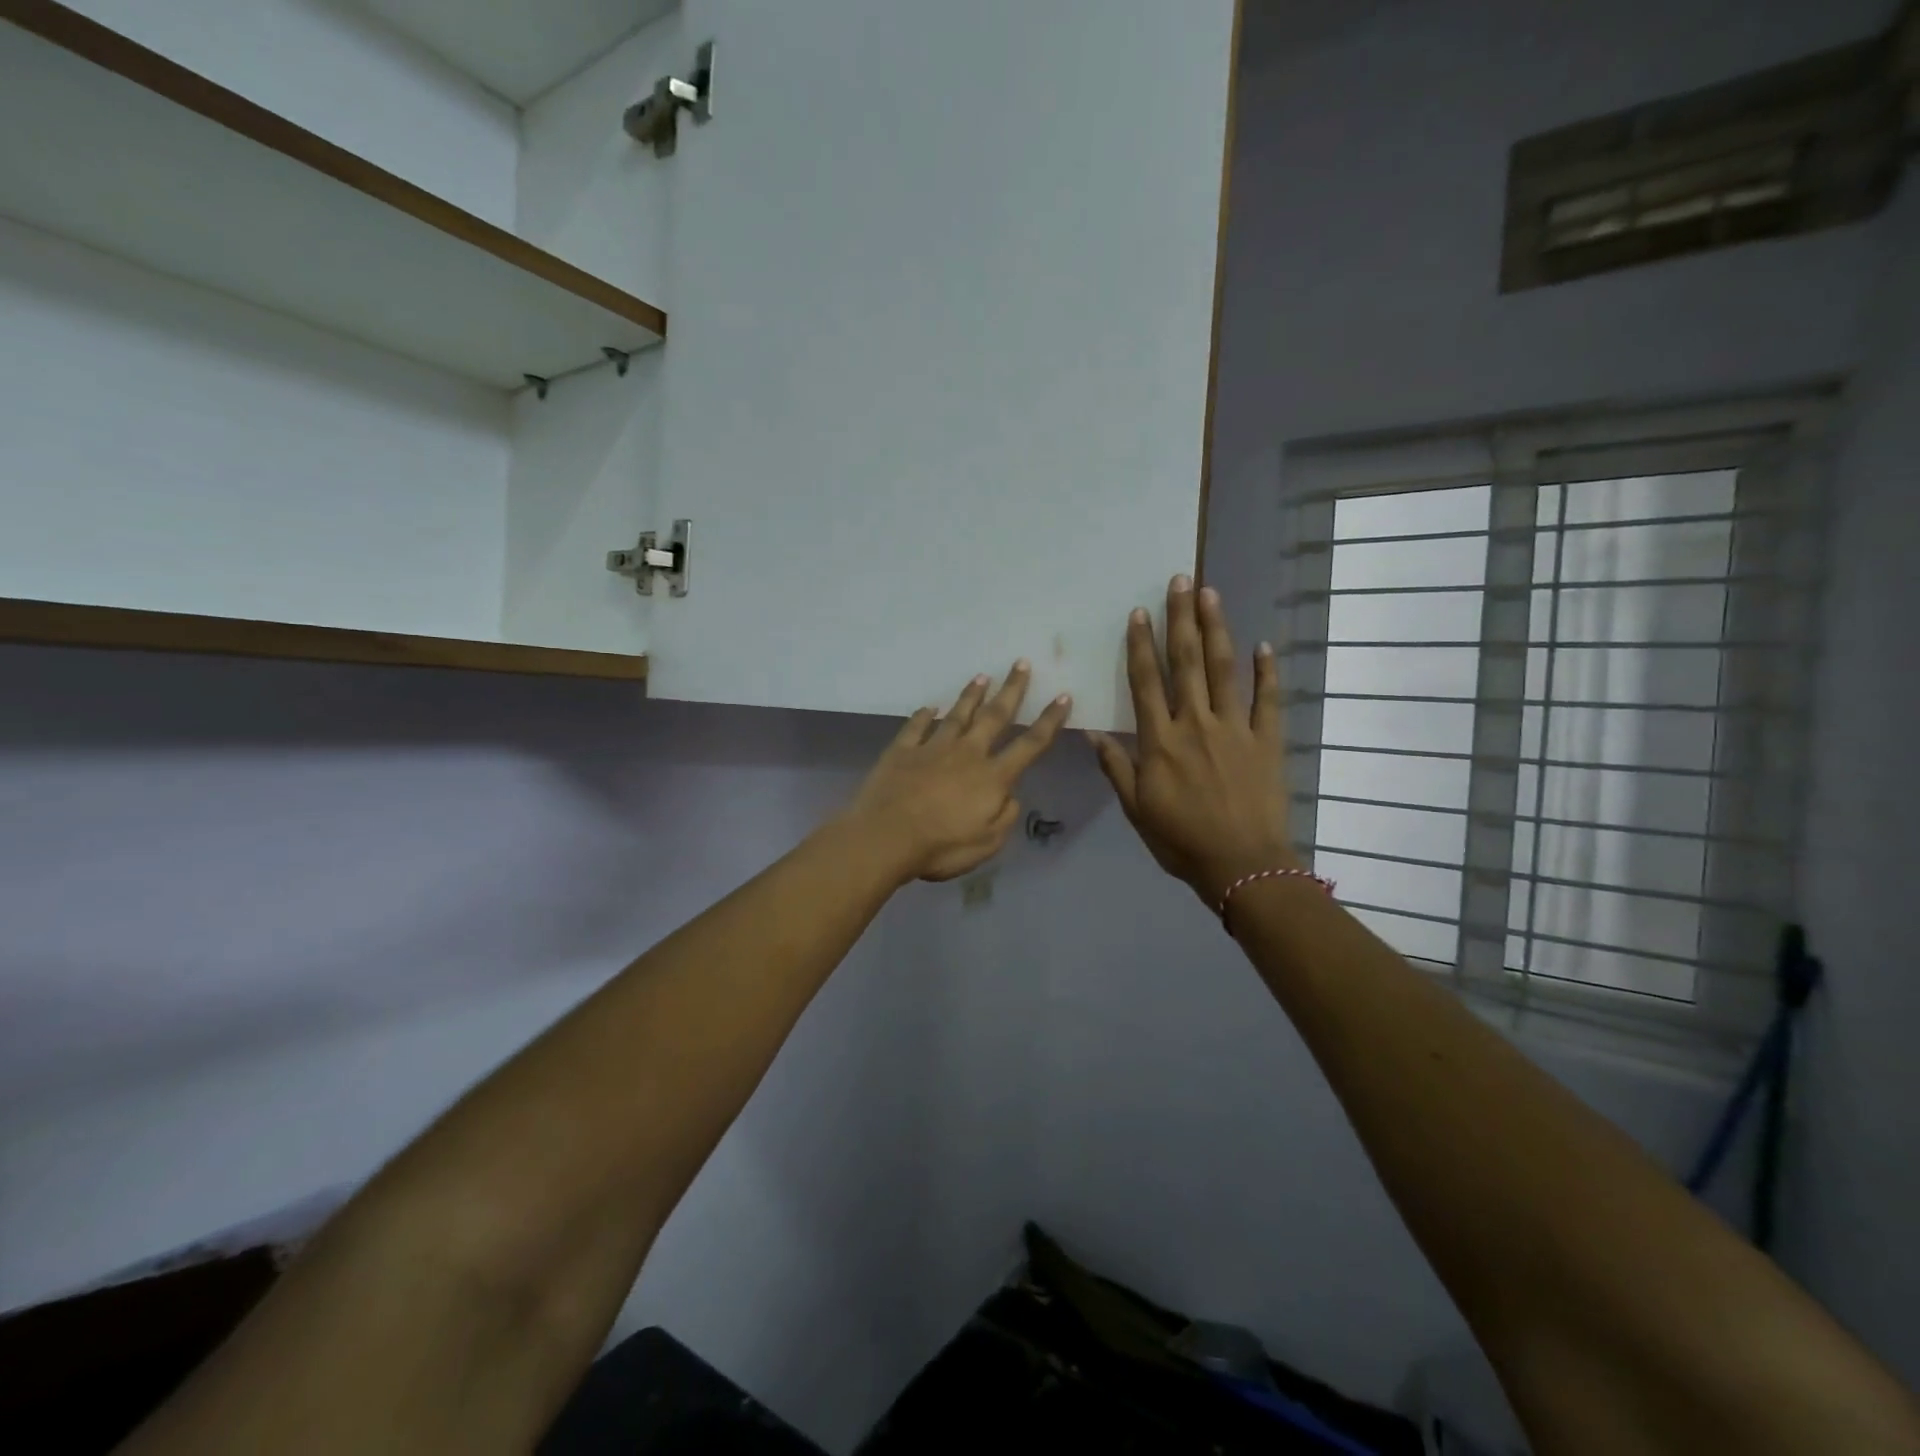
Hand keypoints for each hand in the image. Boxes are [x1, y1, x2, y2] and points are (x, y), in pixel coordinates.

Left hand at [845, 662, 1072, 883]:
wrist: (885, 836)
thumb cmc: (940, 846)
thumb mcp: (987, 844)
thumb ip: (1004, 817)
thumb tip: (1010, 796)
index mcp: (992, 777)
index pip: (1029, 745)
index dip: (1049, 721)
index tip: (1062, 696)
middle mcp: (966, 754)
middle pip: (994, 716)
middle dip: (1011, 690)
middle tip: (1021, 663)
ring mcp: (932, 748)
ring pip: (957, 715)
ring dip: (971, 695)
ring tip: (981, 676)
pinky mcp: (902, 751)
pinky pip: (915, 727)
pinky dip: (923, 716)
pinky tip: (928, 707)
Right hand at [1090, 577, 1298, 906]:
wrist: (1241, 865)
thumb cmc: (1181, 839)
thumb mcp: (1136, 809)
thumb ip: (1116, 767)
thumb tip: (1091, 734)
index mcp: (1160, 741)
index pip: (1147, 683)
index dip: (1141, 645)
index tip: (1139, 613)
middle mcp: (1195, 724)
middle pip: (1187, 662)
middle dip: (1181, 619)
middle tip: (1180, 580)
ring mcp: (1235, 729)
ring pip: (1224, 670)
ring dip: (1217, 629)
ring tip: (1211, 594)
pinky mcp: (1267, 741)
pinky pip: (1267, 700)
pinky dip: (1267, 672)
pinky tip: (1264, 646)